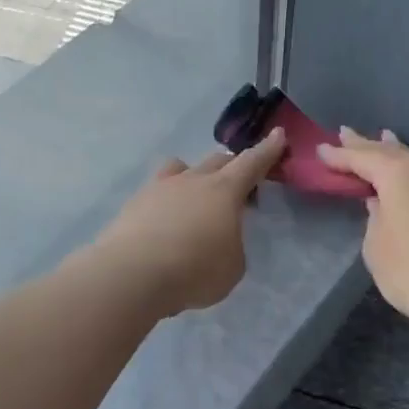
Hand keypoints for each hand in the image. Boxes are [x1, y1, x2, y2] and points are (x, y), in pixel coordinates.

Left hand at [88, 129, 288, 315]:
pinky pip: (156, 192)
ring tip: (194, 197)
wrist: (131, 274)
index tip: (277, 134)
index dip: (267, 150)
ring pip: (180, 168)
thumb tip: (218, 239)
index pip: (252, 163)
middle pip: (217, 161)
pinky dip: (166, 202)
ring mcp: (159, 188)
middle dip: (232, 167)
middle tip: (239, 186)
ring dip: (193, 175)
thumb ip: (231, 246)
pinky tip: (164, 225)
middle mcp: (192, 180)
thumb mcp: (232, 267)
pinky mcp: (133, 204)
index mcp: (224, 190)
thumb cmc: (194, 270)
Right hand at [317, 128, 408, 340]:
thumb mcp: (377, 247)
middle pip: (390, 151)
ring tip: (382, 139)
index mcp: (399, 174)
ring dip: (395, 152)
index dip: (339, 155)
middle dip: (366, 144)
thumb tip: (381, 203)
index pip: (361, 158)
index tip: (320, 149)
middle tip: (344, 133)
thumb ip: (373, 217)